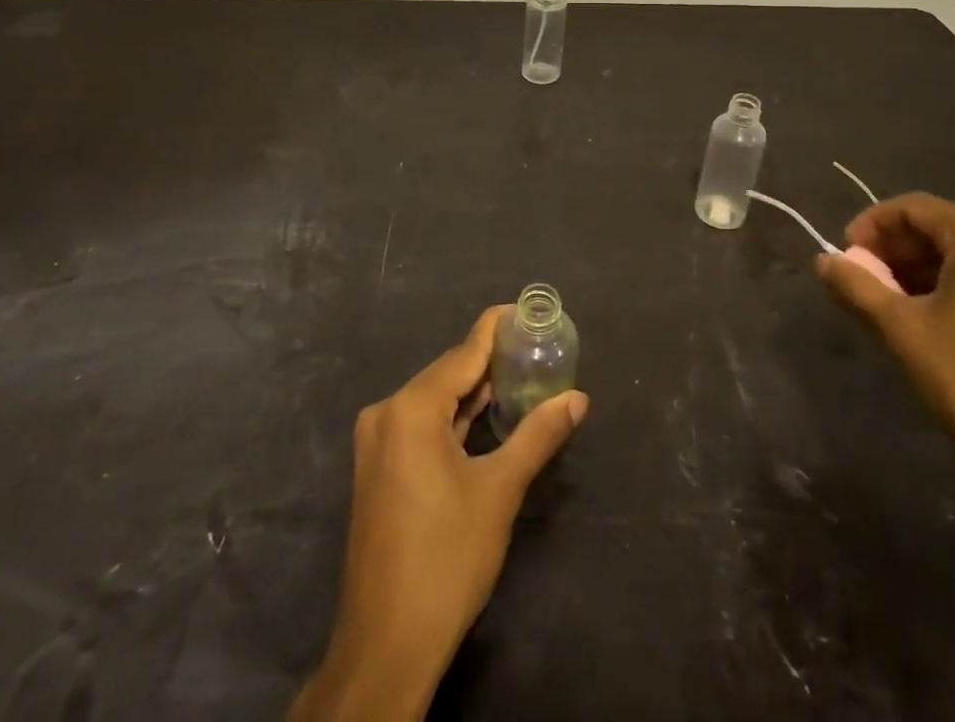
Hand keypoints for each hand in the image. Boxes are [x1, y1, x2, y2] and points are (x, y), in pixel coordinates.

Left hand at [290, 307, 589, 721]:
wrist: (386, 644)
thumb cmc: (446, 559)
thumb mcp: (499, 491)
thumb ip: (538, 436)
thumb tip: (578, 398)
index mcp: (411, 408)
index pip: (463, 353)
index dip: (495, 329)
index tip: (524, 311)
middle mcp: (386, 412)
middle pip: (447, 374)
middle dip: (489, 362)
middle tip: (533, 349)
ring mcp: (377, 442)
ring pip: (433, 400)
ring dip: (472, 392)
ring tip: (517, 376)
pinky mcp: (378, 467)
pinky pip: (420, 424)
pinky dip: (453, 418)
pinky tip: (483, 417)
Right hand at [814, 192, 954, 514]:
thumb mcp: (901, 330)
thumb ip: (856, 287)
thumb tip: (822, 260)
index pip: (913, 208)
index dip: (871, 225)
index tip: (845, 255)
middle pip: (942, 229)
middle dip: (895, 251)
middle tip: (864, 283)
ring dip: (922, 272)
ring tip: (891, 306)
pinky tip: (935, 323)